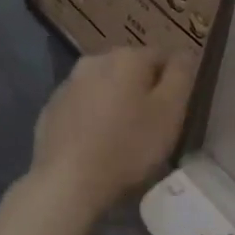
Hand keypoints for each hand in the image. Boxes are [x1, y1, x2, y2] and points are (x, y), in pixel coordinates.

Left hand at [29, 47, 196, 215]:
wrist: (67, 182)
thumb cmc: (128, 146)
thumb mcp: (170, 111)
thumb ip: (181, 74)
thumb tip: (184, 52)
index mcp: (128, 56)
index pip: (163, 56)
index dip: (173, 82)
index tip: (175, 109)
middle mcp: (95, 60)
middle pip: (130, 69)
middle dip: (142, 89)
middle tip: (150, 124)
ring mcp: (68, 84)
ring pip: (103, 86)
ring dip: (115, 101)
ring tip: (122, 136)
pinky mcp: (50, 109)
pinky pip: (81, 106)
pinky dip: (91, 117)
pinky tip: (95, 144)